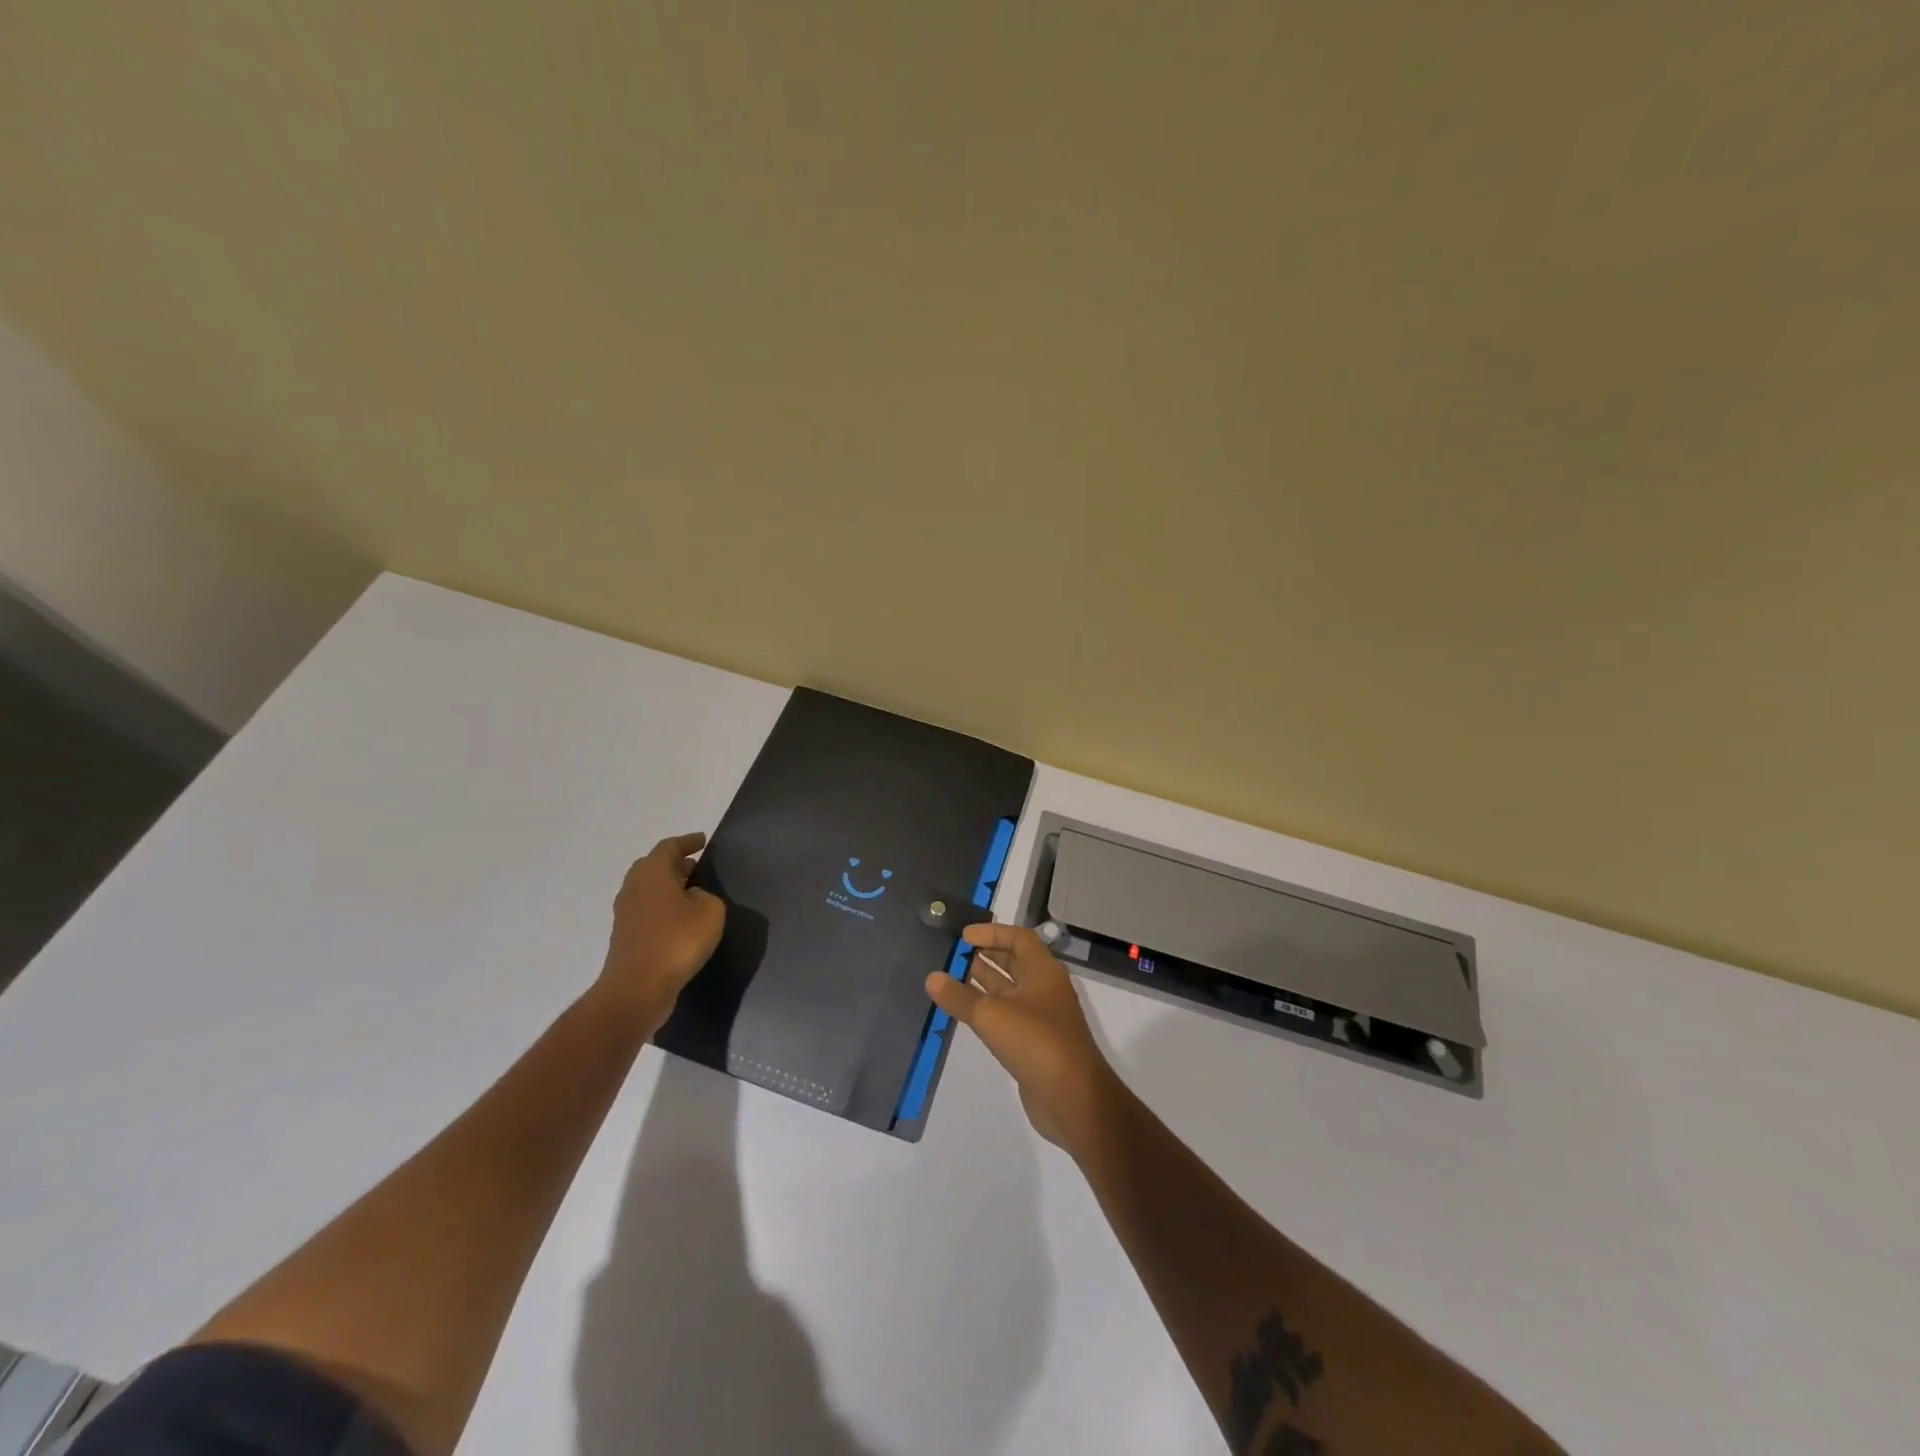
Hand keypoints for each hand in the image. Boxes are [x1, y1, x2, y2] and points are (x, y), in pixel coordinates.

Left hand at [593, 833, 725, 1032]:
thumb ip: (706, 896)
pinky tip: (681, 921)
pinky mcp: (626, 937)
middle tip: (696, 866)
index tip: (703, 841)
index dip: (688, 842)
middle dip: (676, 864)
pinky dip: (663, 909)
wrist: (637, 989)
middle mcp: (633, 887)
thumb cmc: (676, 940)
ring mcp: (625, 914)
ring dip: (669, 887)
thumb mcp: (709, 911)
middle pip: (654, 866)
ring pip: (649, 890)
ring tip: (692, 893)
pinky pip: (647, 911)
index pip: (670, 847)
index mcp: (651, 872)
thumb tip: (692, 898)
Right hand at [925, 924, 1120, 1155]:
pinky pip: (1006, 1016)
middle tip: (952, 954)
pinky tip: (963, 1012)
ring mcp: (1040, 1017)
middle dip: (985, 955)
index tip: (963, 936)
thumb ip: (960, 996)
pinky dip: (986, 1009)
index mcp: (1043, 971)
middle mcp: (1044, 989)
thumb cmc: (1036, 1042)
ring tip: (949, 977)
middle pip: (1014, 962)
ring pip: (1008, 990)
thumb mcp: (992, 1015)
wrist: (1072, 1099)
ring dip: (982, 982)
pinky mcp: (1033, 1043)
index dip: (992, 933)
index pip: (1019, 938)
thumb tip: (932, 977)